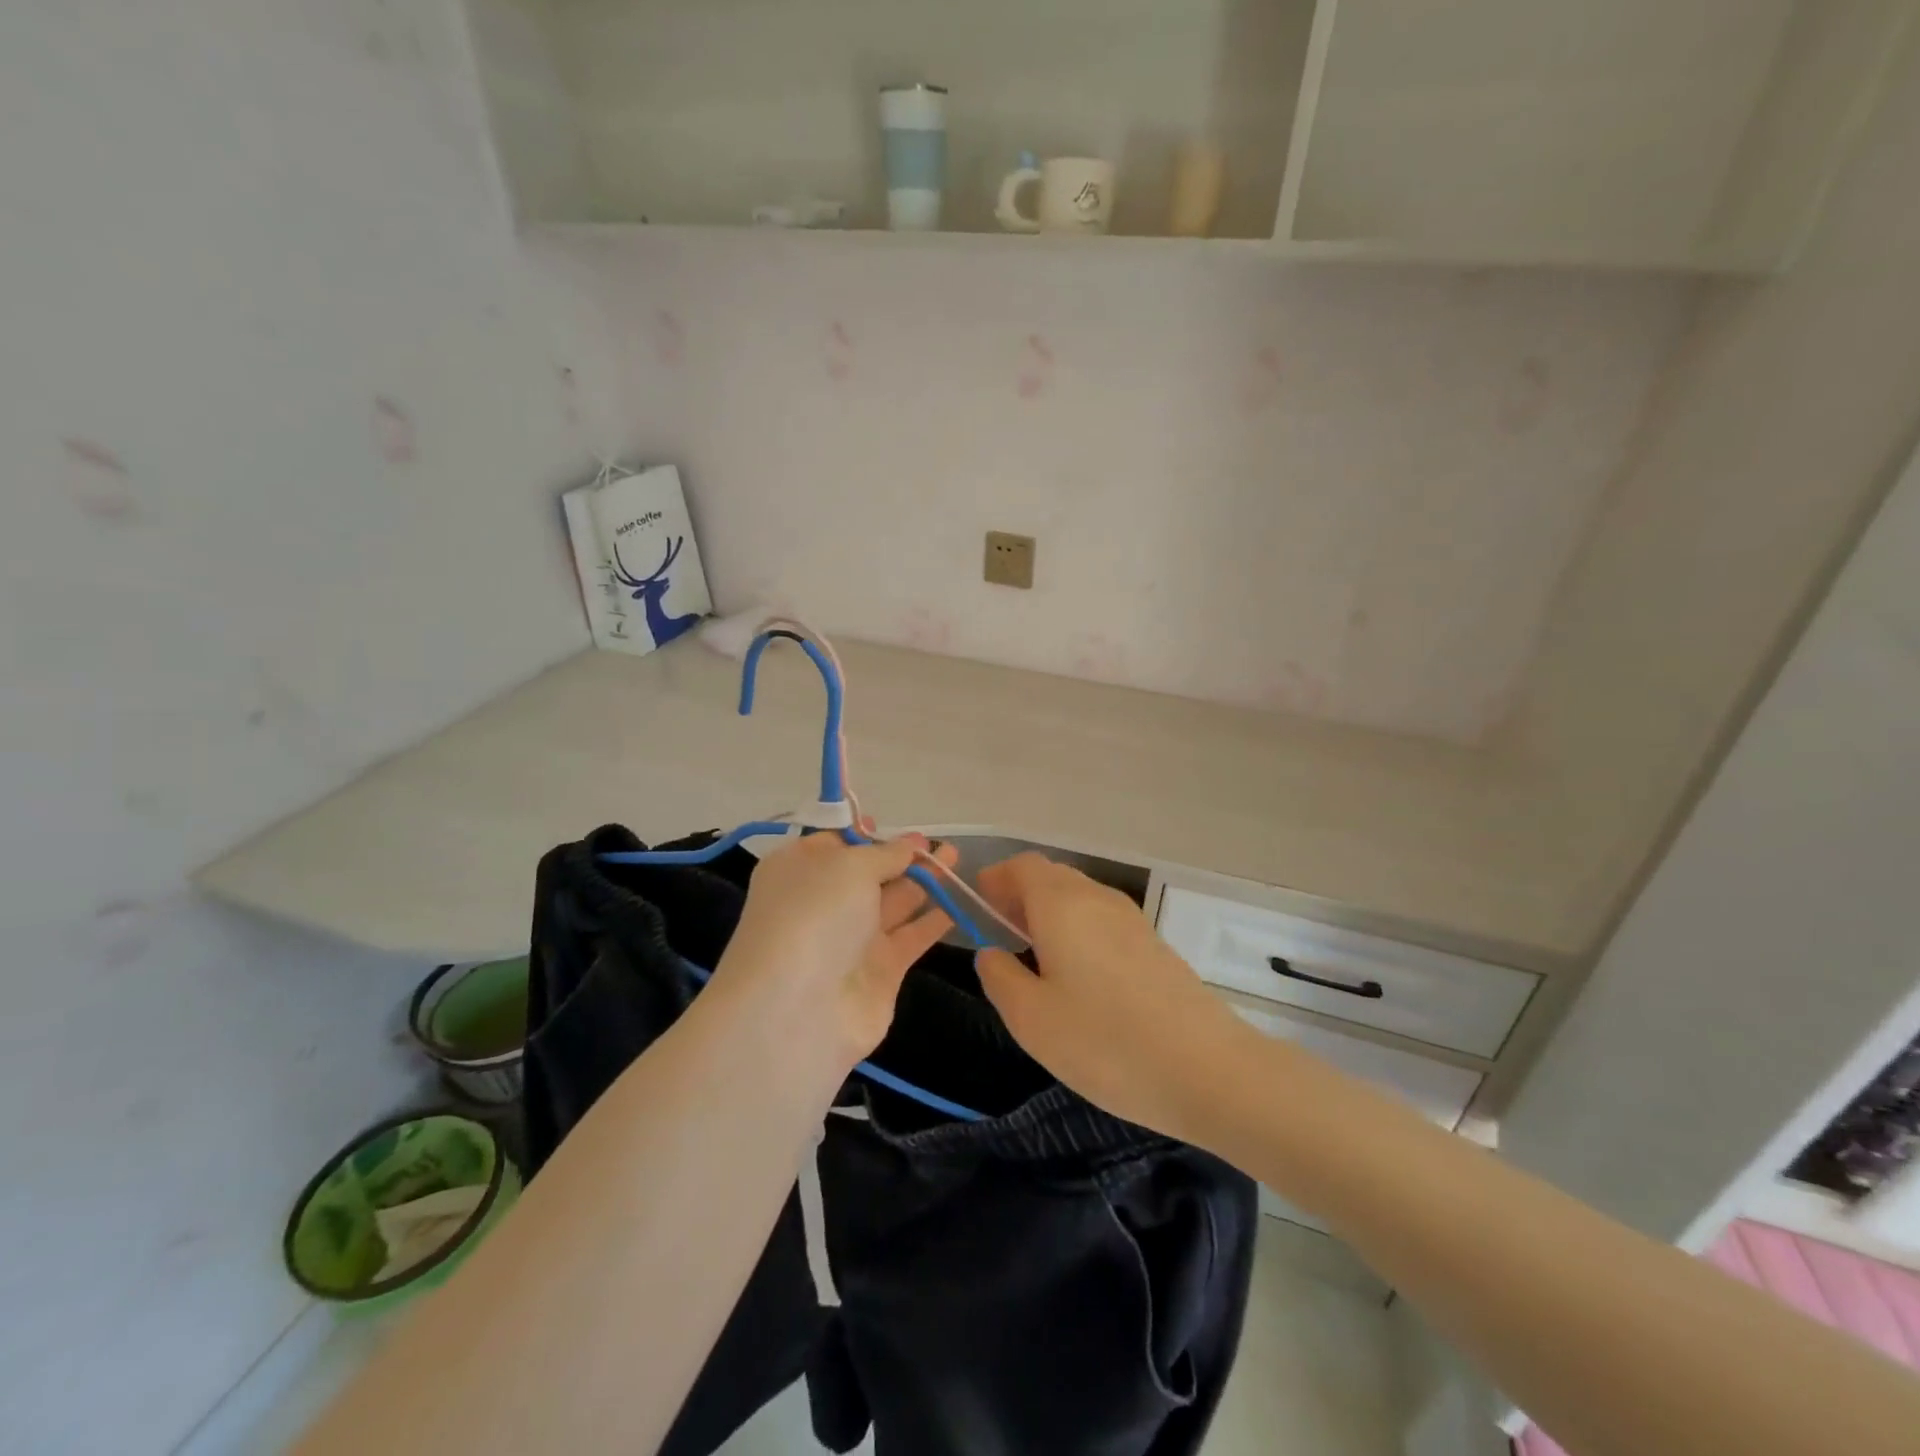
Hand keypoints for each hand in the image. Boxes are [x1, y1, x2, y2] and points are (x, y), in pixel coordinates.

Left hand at [711, 832, 956, 1070]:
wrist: (799, 1010)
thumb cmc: (815, 916)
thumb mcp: (849, 866)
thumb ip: (885, 854)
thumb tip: (907, 845)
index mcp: (798, 870)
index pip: (833, 844)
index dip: (863, 833)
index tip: (890, 823)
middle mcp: (823, 903)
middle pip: (868, 873)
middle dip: (902, 855)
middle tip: (938, 843)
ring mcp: (852, 940)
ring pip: (894, 901)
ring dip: (925, 880)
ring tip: (957, 857)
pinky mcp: (880, 971)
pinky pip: (912, 936)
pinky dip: (934, 919)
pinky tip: (960, 901)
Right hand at [974, 853, 1246, 1139]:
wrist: (1207, 1069)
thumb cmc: (1105, 1042)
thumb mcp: (1031, 1019)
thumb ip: (1000, 977)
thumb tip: (991, 952)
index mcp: (1061, 904)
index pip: (1023, 866)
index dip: (996, 878)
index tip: (978, 904)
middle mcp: (1097, 898)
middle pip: (1052, 876)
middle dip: (1021, 894)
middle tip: (1000, 930)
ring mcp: (1132, 919)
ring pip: (1080, 897)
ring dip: (1051, 912)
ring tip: (1035, 955)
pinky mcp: (1154, 944)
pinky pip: (1103, 919)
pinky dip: (1078, 929)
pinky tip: (1078, 974)